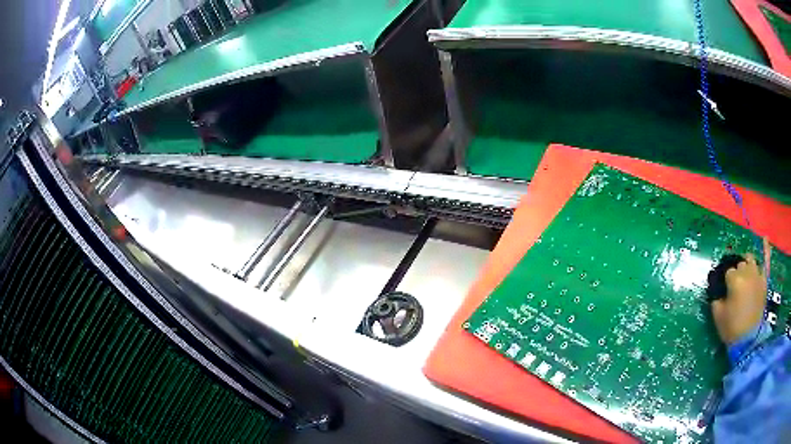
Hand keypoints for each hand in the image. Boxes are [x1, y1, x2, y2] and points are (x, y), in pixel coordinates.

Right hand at [711, 253, 767, 344]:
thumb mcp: (718, 316)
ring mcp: (757, 275)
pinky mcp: (764, 281)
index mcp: (734, 280)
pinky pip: (766, 261)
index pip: (727, 272)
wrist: (748, 340)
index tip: (724, 292)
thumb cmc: (732, 328)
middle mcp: (747, 272)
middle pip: (740, 264)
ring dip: (746, 264)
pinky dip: (766, 249)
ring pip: (750, 260)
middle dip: (736, 273)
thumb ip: (715, 299)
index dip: (725, 282)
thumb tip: (716, 291)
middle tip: (734, 288)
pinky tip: (765, 238)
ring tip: (744, 273)